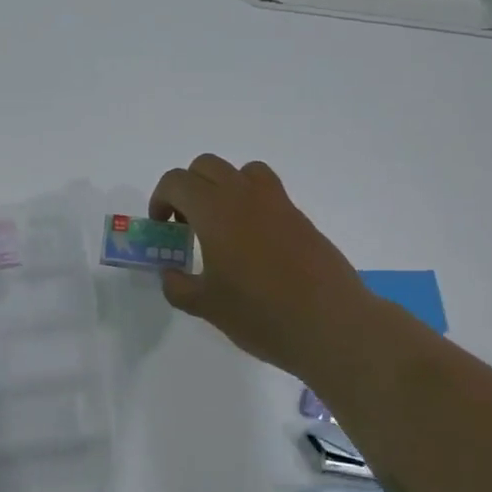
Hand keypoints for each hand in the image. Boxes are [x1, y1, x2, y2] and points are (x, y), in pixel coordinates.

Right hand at [151, 155, 370, 373]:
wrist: (331, 324)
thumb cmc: (261, 314)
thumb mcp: (207, 306)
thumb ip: (179, 286)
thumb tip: (171, 274)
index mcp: (215, 211)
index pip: (176, 181)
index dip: (161, 199)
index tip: (163, 227)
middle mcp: (244, 195)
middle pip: (206, 166)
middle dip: (188, 188)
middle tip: (187, 224)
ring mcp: (277, 203)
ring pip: (241, 171)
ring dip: (222, 186)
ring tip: (222, 224)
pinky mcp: (300, 217)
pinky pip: (267, 191)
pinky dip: (250, 201)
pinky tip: (253, 242)